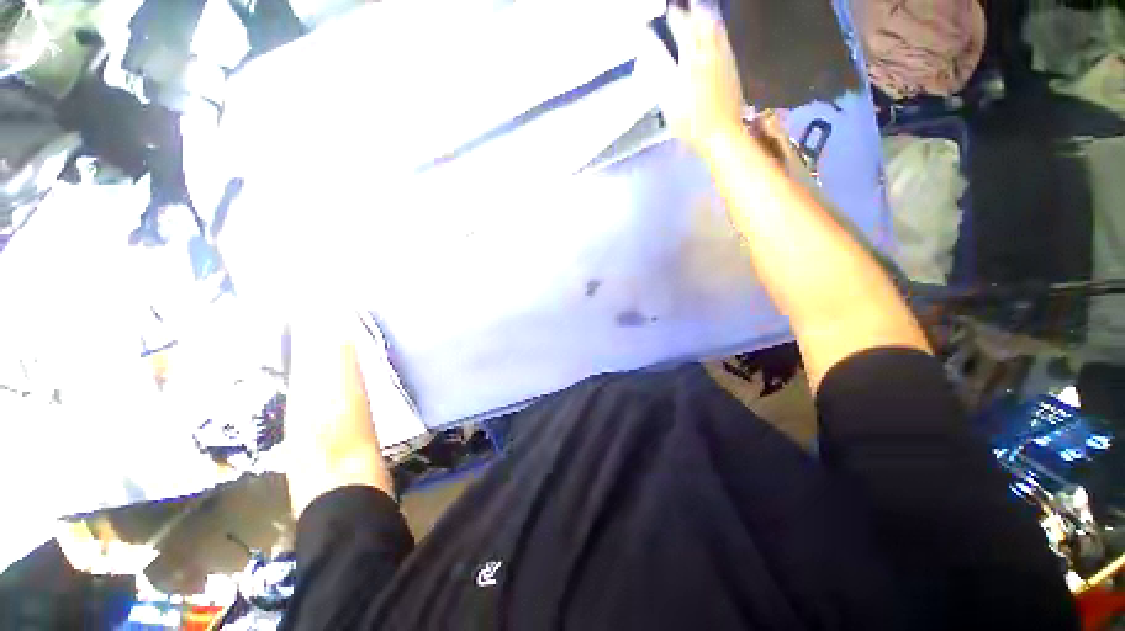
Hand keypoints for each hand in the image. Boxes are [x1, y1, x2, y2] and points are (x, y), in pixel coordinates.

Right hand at [639, 4, 745, 153]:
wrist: (722, 135)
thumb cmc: (691, 122)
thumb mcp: (668, 98)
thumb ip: (659, 68)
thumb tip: (649, 45)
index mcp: (692, 57)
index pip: (682, 27)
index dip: (673, 17)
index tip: (666, 13)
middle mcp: (710, 52)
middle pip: (703, 22)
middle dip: (692, 11)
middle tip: (685, 7)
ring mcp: (724, 59)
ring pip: (717, 29)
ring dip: (707, 18)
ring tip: (699, 13)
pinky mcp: (732, 69)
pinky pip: (724, 41)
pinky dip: (717, 32)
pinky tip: (714, 35)